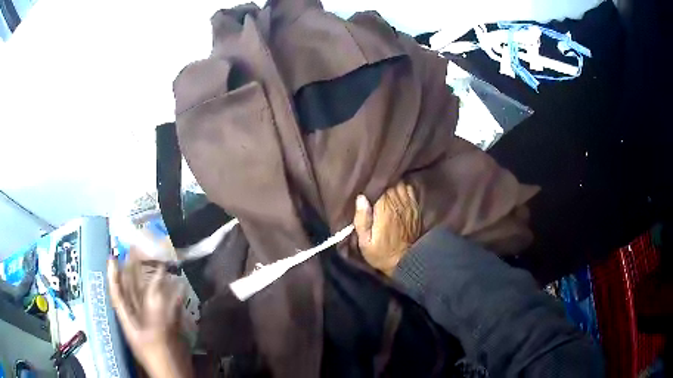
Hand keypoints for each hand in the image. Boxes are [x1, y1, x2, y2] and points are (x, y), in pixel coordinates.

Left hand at [107, 256, 192, 377]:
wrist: (179, 377)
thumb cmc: (161, 360)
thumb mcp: (155, 337)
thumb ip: (155, 313)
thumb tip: (156, 287)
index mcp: (130, 322)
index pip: (117, 295)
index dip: (113, 277)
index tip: (112, 257)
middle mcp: (140, 320)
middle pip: (133, 292)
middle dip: (133, 272)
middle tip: (136, 251)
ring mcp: (155, 324)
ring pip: (151, 298)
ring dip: (155, 281)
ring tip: (158, 262)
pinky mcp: (170, 329)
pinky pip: (169, 309)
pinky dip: (174, 297)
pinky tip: (180, 287)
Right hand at [353, 182, 421, 275]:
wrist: (406, 262)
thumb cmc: (381, 253)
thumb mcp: (365, 242)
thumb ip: (362, 220)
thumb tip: (361, 198)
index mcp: (384, 211)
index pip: (379, 187)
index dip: (372, 185)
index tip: (366, 188)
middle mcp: (398, 204)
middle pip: (389, 183)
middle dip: (381, 183)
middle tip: (373, 187)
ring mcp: (408, 205)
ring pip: (400, 184)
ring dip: (392, 184)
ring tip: (384, 187)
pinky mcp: (415, 208)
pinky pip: (410, 190)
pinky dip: (403, 187)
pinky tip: (397, 191)